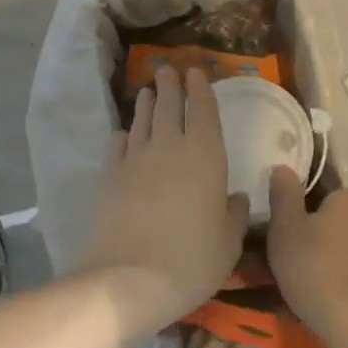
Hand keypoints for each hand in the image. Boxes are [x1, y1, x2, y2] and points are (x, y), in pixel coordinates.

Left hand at [85, 67, 249, 335]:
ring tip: (147, 91)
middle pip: (169, 106)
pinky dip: (122, 135)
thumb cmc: (192, 259)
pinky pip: (117, 146)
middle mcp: (170, 147)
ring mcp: (136, 159)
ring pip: (142, 121)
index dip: (201, 89)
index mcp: (205, 155)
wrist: (130, 278)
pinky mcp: (111, 176)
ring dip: (146, 103)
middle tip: (167, 69)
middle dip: (170, 86)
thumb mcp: (228, 242)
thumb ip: (234, 214)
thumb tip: (236, 197)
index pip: (203, 111)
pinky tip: (123, 133)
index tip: (196, 72)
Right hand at [266, 167, 347, 347]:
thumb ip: (284, 194)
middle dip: (318, 238)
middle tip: (292, 263)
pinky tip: (333, 306)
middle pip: (337, 223)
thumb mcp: (285, 229)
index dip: (300, 213)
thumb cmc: (317, 270)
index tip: (285, 235)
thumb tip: (283, 167)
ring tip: (309, 290)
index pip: (321, 194)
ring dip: (334, 263)